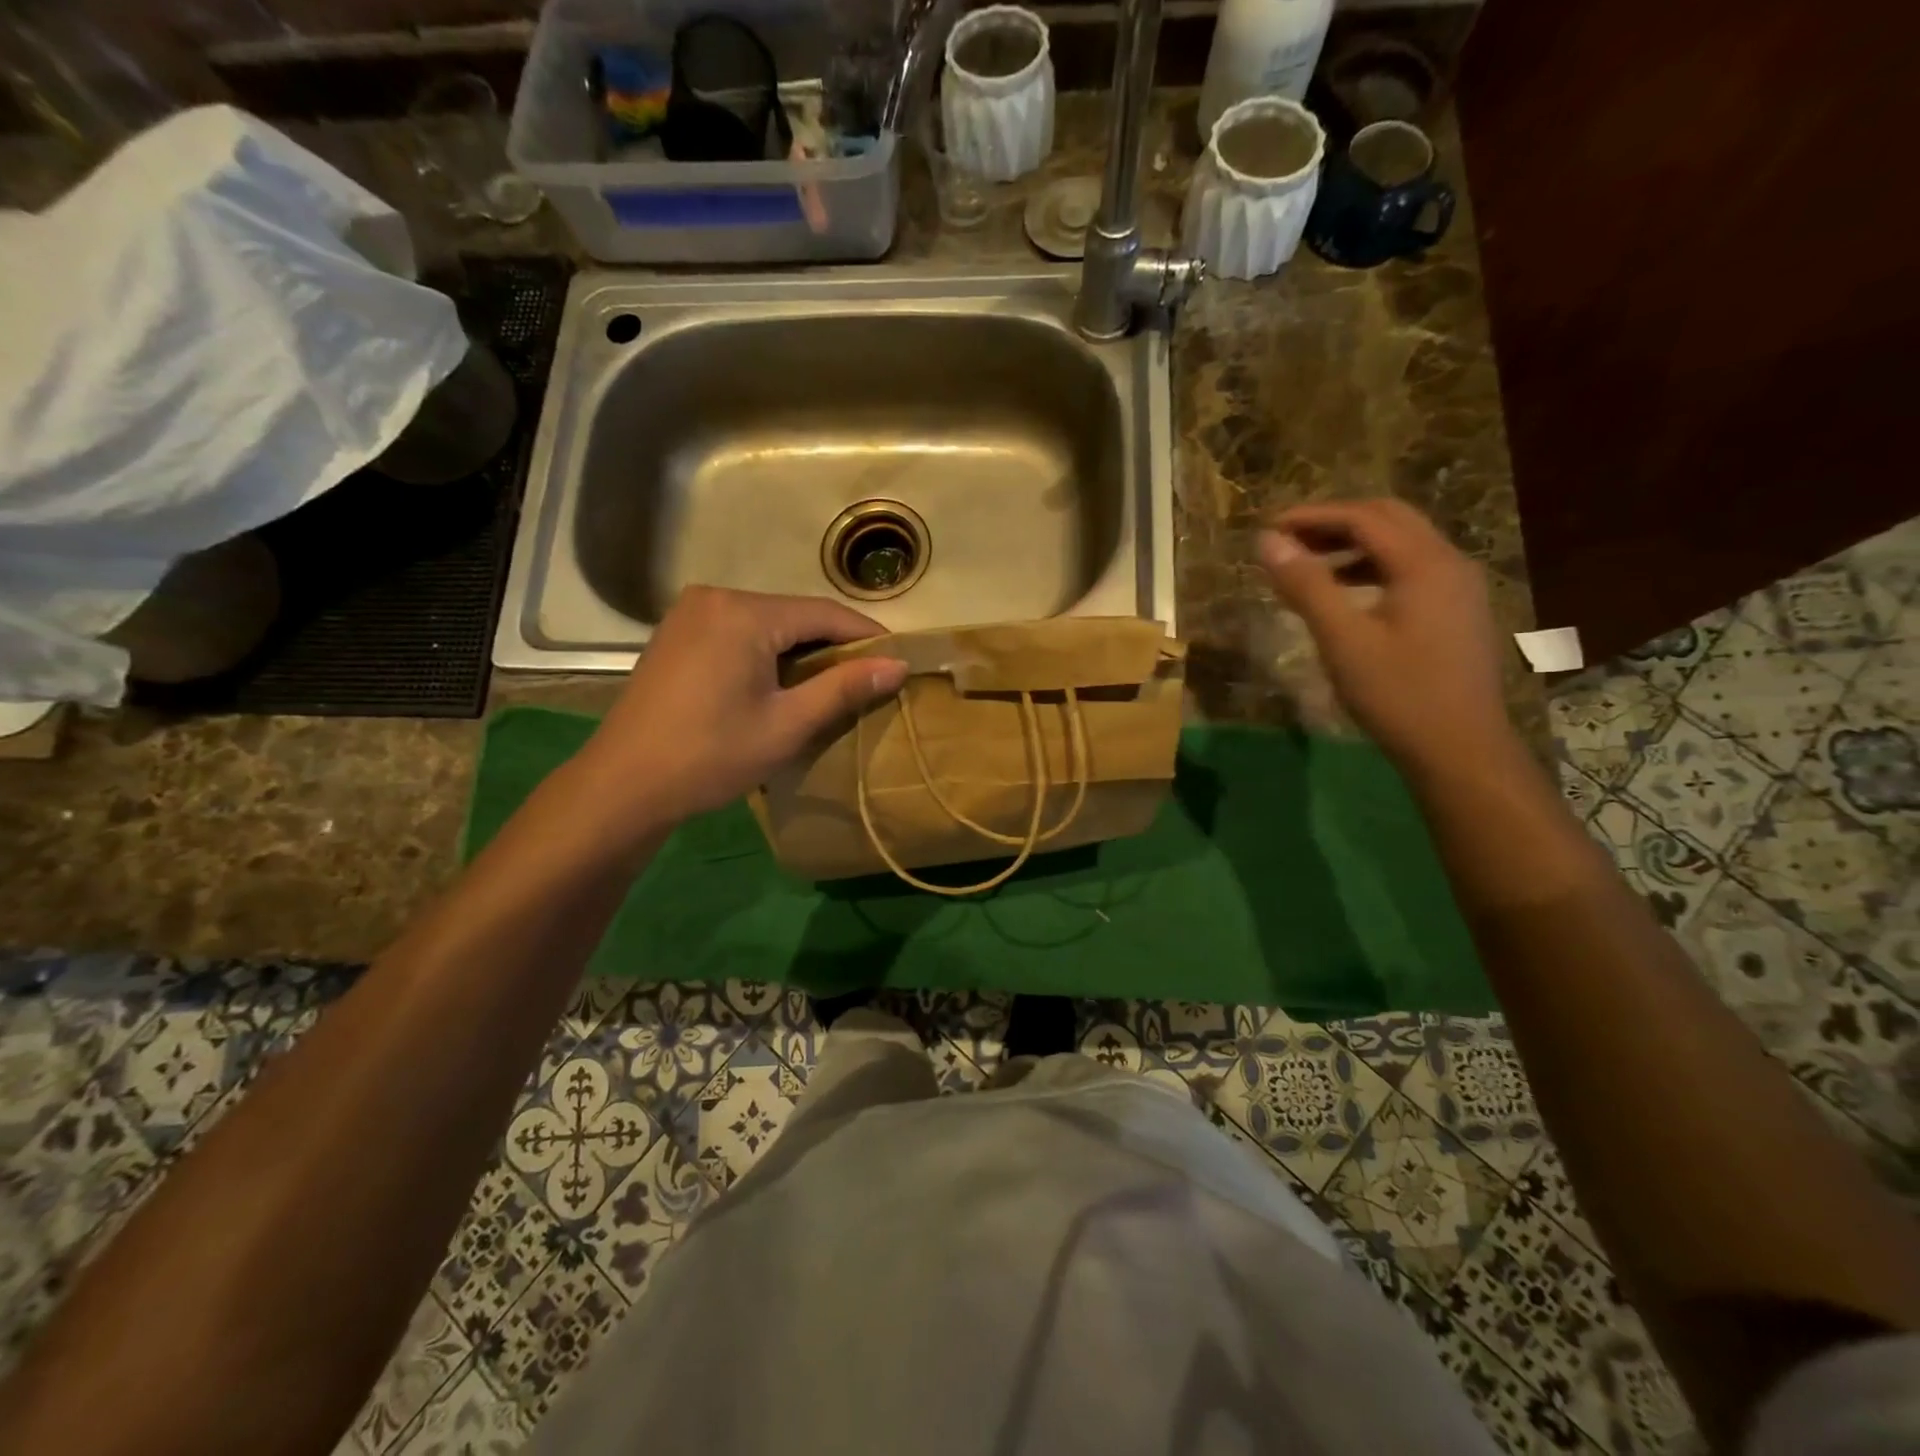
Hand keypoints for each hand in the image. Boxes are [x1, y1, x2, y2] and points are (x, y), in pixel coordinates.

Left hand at [573, 587, 908, 831]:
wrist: (624, 784)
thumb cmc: (711, 755)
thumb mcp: (787, 724)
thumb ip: (844, 688)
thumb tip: (898, 665)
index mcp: (744, 613)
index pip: (824, 613)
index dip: (866, 635)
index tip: (898, 658)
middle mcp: (716, 597)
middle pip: (794, 615)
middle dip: (833, 645)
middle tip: (867, 679)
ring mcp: (690, 613)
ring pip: (767, 624)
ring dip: (800, 650)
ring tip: (830, 685)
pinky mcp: (676, 633)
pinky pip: (738, 632)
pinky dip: (767, 652)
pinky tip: (780, 683)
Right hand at [1257, 499, 1518, 777]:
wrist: (1459, 748)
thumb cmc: (1397, 693)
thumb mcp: (1342, 638)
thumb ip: (1306, 584)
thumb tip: (1268, 541)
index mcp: (1425, 563)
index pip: (1364, 517)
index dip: (1313, 516)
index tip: (1268, 527)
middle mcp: (1449, 563)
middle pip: (1389, 519)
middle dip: (1335, 522)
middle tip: (1288, 539)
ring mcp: (1459, 587)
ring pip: (1402, 544)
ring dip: (1353, 545)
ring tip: (1309, 565)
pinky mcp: (1456, 611)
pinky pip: (1411, 570)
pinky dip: (1372, 568)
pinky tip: (1346, 594)